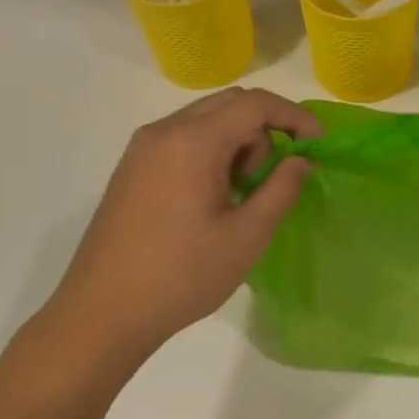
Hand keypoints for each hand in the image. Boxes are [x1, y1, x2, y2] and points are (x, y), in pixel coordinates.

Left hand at [45, 88, 320, 363]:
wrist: (101, 314)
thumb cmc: (181, 276)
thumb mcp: (246, 236)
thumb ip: (281, 189)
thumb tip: (300, 161)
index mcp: (192, 141)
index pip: (255, 103)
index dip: (294, 116)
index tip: (317, 146)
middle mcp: (163, 131)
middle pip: (229, 104)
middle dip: (264, 130)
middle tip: (273, 177)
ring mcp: (142, 148)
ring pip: (205, 120)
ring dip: (237, 142)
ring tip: (240, 194)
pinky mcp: (131, 168)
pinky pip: (182, 139)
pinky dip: (210, 152)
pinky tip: (211, 198)